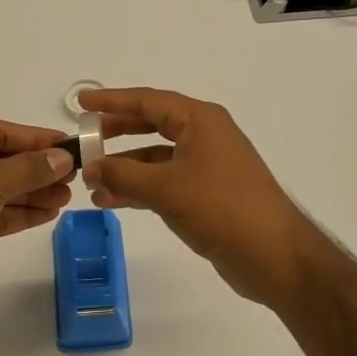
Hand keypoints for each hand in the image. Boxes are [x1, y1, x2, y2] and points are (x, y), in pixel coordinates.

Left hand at [0, 120, 73, 320]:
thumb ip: (31, 168)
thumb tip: (64, 157)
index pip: (1, 132)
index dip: (36, 139)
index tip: (70, 146)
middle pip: (2, 160)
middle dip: (37, 169)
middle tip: (73, 177)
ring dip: (32, 193)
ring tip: (65, 198)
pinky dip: (18, 213)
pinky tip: (46, 214)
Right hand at [81, 88, 319, 309]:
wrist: (275, 255)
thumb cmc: (222, 208)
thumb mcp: (166, 188)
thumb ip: (123, 175)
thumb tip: (91, 168)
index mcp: (200, 120)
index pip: (148, 100)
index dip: (112, 100)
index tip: (81, 101)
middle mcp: (204, 135)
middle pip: (151, 124)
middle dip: (116, 132)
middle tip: (84, 139)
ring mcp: (207, 165)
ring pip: (156, 157)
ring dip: (125, 168)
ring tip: (91, 183)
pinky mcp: (207, 193)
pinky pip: (165, 181)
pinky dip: (140, 188)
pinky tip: (113, 201)